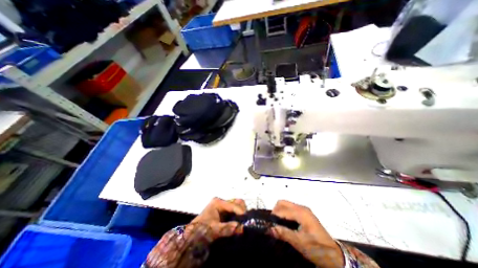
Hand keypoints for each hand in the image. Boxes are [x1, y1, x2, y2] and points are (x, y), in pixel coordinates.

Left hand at [188, 198, 245, 239]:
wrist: (192, 235)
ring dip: (240, 213)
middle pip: (237, 202)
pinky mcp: (224, 212)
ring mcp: (223, 206)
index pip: (234, 204)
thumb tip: (241, 228)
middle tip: (245, 220)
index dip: (240, 212)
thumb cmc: (202, 230)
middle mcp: (222, 202)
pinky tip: (238, 222)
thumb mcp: (214, 229)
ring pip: (237, 206)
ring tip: (242, 222)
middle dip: (242, 210)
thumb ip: (227, 228)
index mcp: (218, 202)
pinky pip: (235, 211)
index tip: (246, 220)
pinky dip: (238, 216)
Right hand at [272, 200, 343, 266]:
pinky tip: (286, 224)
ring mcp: (304, 210)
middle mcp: (302, 208)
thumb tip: (270, 228)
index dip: (274, 216)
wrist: (335, 256)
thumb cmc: (318, 249)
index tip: (269, 225)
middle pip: (283, 203)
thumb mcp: (300, 243)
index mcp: (301, 213)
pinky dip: (285, 214)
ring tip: (278, 224)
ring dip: (280, 212)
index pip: (282, 209)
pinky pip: (290, 209)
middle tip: (273, 223)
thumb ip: (284, 234)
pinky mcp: (305, 214)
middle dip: (275, 211)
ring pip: (286, 205)